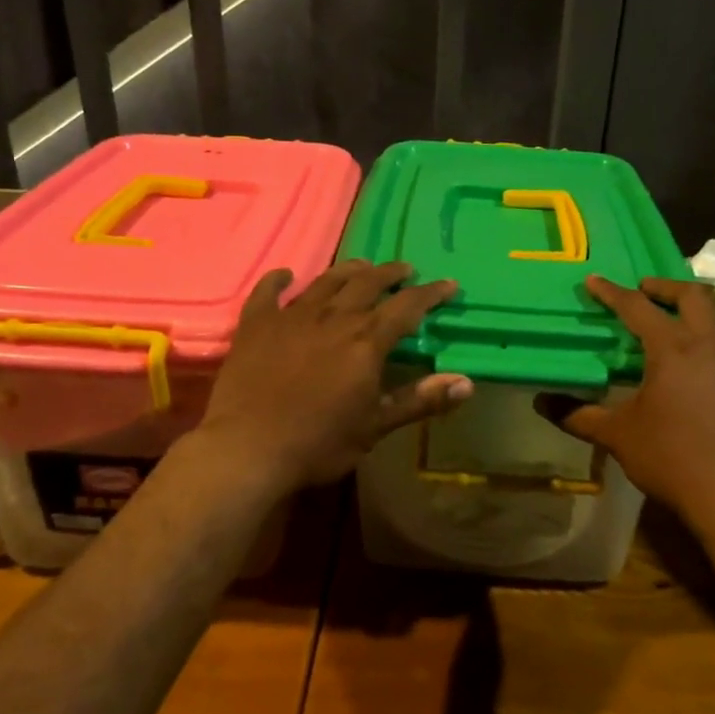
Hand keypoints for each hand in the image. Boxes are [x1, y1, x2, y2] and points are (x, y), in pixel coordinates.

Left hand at [195, 260, 472, 490]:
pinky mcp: (256, 324)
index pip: (407, 307)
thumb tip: (467, 382)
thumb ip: (419, 400)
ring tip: (362, 266)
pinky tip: (286, 275)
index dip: (431, 293)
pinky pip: (268, 292)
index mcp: (365, 341)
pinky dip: (279, 280)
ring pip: (326, 281)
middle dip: (390, 274)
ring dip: (348, 270)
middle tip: (405, 269)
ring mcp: (291, 317)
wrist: (247, 448)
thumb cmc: (318, 443)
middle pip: (367, 283)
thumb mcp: (375, 427)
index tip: (448, 284)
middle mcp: (333, 318)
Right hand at [537, 276, 714, 522]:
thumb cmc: (670, 456)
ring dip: (696, 313)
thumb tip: (540, 402)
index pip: (637, 307)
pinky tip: (699, 367)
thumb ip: (578, 415)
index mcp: (672, 348)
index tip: (593, 281)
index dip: (612, 292)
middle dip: (666, 286)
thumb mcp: (617, 435)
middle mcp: (709, 346)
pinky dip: (711, 343)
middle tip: (645, 290)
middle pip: (694, 296)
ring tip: (676, 324)